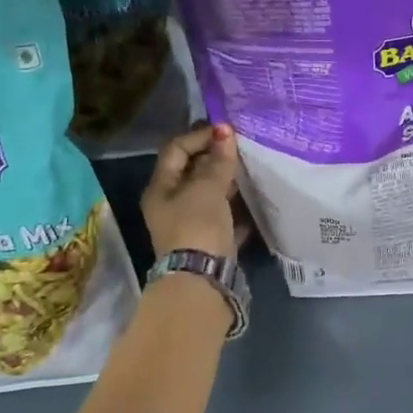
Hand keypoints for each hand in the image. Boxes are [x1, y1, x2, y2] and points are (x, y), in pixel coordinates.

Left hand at [142, 123, 240, 260]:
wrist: (202, 281)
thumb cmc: (198, 226)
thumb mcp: (208, 188)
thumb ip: (218, 160)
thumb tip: (225, 131)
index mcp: (160, 188)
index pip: (175, 150)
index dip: (199, 136)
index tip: (227, 131)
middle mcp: (170, 205)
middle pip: (191, 172)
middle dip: (214, 158)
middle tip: (240, 147)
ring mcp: (189, 226)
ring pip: (208, 196)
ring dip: (227, 182)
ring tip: (250, 170)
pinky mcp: (208, 243)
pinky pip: (222, 218)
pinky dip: (235, 209)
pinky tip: (253, 201)